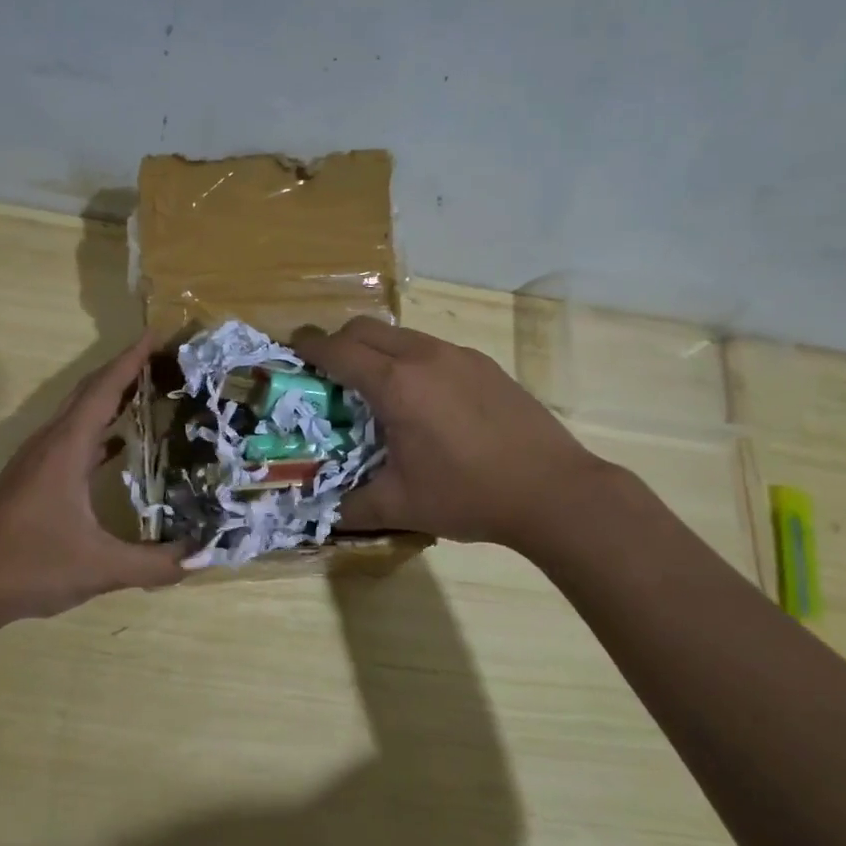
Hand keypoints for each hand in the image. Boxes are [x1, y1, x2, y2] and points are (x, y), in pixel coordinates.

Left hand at [0, 334, 185, 631]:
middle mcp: (50, 443)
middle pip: (89, 392)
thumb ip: (154, 564)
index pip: (103, 390)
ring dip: (110, 397)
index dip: (131, 360)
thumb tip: (202, 555)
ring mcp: (37, 460)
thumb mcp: (99, 568)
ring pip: (77, 413)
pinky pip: (72, 437)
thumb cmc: (29, 566)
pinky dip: (98, 429)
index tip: (157, 334)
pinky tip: (119, 444)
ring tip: (150, 391)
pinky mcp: (32, 478)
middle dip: (125, 370)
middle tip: (165, 360)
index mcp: (66, 449)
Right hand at [293, 317, 605, 552]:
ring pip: (402, 335)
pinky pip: (432, 349)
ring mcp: (459, 356)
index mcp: (396, 385)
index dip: (310, 347)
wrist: (554, 490)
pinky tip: (423, 400)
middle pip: (367, 329)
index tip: (291, 349)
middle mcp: (424, 357)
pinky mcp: (485, 365)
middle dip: (338, 342)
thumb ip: (350, 506)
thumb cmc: (469, 495)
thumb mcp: (401, 506)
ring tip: (374, 387)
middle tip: (327, 371)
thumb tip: (318, 516)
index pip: (339, 351)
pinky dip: (410, 360)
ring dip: (377, 349)